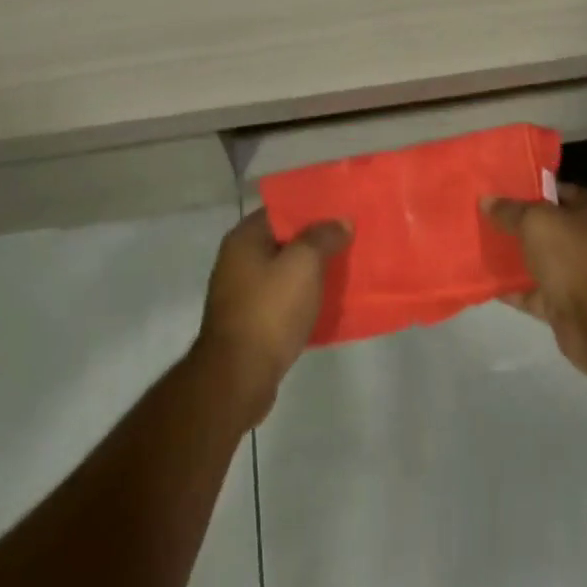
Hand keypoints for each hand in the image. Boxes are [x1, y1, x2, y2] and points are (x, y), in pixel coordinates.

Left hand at [193, 209, 349, 425]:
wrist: (237, 378)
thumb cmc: (269, 310)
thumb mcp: (304, 263)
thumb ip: (324, 236)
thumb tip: (341, 222)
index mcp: (245, 238)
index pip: (282, 209)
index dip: (312, 208)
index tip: (341, 211)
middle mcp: (238, 260)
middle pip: (284, 240)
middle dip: (316, 241)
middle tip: (349, 239)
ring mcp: (241, 293)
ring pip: (285, 272)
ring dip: (311, 272)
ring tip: (344, 269)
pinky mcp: (250, 323)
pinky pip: (283, 299)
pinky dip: (303, 298)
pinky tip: (327, 302)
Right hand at [483, 183, 586, 384]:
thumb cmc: (575, 255)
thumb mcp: (537, 222)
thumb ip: (510, 210)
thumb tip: (486, 200)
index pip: (556, 190)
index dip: (528, 187)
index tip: (497, 187)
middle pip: (545, 227)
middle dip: (516, 223)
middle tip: (481, 214)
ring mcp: (577, 274)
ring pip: (538, 260)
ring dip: (512, 257)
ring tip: (476, 244)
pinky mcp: (564, 305)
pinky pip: (532, 293)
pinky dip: (512, 289)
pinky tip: (484, 280)